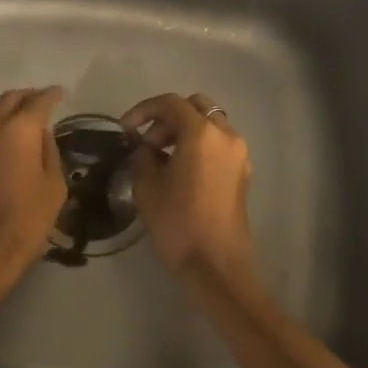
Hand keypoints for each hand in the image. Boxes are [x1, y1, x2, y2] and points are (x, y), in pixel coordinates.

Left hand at [0, 87, 66, 299]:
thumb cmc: (25, 222)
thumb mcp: (54, 187)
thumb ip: (49, 152)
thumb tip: (41, 134)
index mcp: (19, 130)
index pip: (38, 102)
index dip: (51, 95)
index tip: (59, 94)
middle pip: (9, 99)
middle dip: (26, 98)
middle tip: (38, 103)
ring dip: (1, 109)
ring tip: (12, 118)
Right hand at [120, 93, 254, 283]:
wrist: (216, 264)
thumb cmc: (177, 222)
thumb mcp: (147, 185)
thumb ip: (143, 156)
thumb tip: (146, 148)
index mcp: (201, 133)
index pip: (170, 103)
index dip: (143, 110)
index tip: (125, 128)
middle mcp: (225, 135)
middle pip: (195, 107)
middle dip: (168, 117)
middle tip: (147, 141)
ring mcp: (238, 153)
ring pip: (209, 124)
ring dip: (184, 130)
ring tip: (161, 156)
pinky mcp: (242, 171)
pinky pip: (218, 143)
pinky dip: (199, 144)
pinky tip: (180, 169)